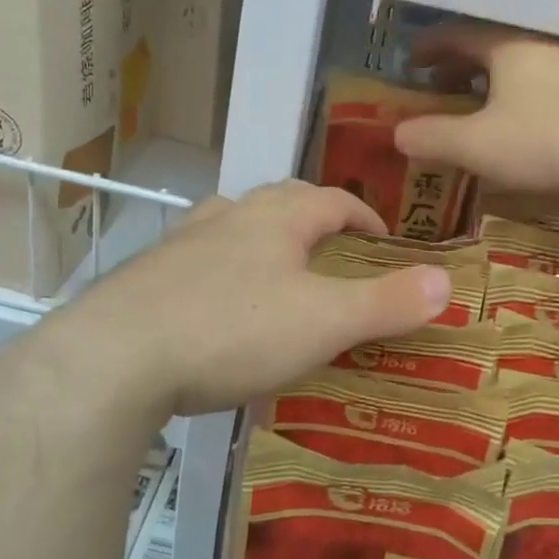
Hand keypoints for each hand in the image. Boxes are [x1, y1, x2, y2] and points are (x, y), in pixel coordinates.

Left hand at [40, 181, 452, 416]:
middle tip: (334, 254)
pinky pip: (198, 263)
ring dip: (263, 240)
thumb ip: (386, 301)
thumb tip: (445, 281)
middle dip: (313, 220)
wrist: (113, 360)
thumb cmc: (231, 331)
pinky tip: (218, 310)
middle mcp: (229, 216)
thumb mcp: (323, 322)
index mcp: (276, 218)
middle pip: (281, 201)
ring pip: (234, 225)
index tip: (383, 241)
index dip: (364, 216)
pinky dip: (221, 274)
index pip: (333, 199)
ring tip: (279, 275)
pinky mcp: (147, 276)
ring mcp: (182, 243)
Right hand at [394, 25, 558, 197]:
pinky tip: (522, 131)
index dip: (429, 48)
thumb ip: (433, 137)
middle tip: (437, 91)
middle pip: (490, 49)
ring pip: (519, 70)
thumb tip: (397, 132)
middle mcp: (541, 48)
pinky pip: (543, 89)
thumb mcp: (478, 145)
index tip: (410, 63)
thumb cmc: (547, 141)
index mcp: (507, 48)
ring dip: (490, 87)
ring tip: (477, 113)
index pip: (457, 35)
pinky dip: (519, 101)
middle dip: (458, 69)